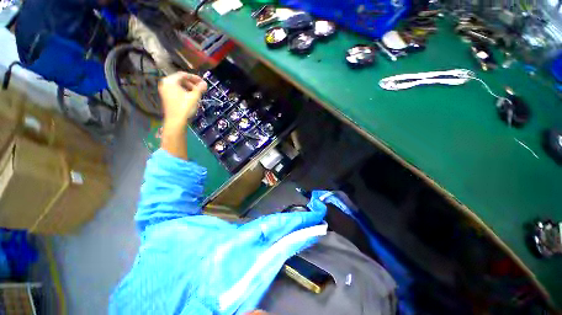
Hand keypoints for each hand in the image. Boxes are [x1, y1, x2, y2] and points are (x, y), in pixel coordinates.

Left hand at [158, 72, 206, 129]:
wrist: (176, 121)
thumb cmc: (184, 107)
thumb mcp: (194, 97)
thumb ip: (200, 88)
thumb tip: (205, 83)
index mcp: (170, 81)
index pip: (183, 75)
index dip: (194, 77)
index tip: (202, 82)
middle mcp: (166, 84)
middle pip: (180, 80)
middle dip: (192, 83)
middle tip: (201, 88)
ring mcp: (165, 91)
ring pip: (179, 85)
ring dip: (189, 88)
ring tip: (198, 93)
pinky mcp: (167, 97)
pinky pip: (176, 90)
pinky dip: (184, 91)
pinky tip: (191, 97)